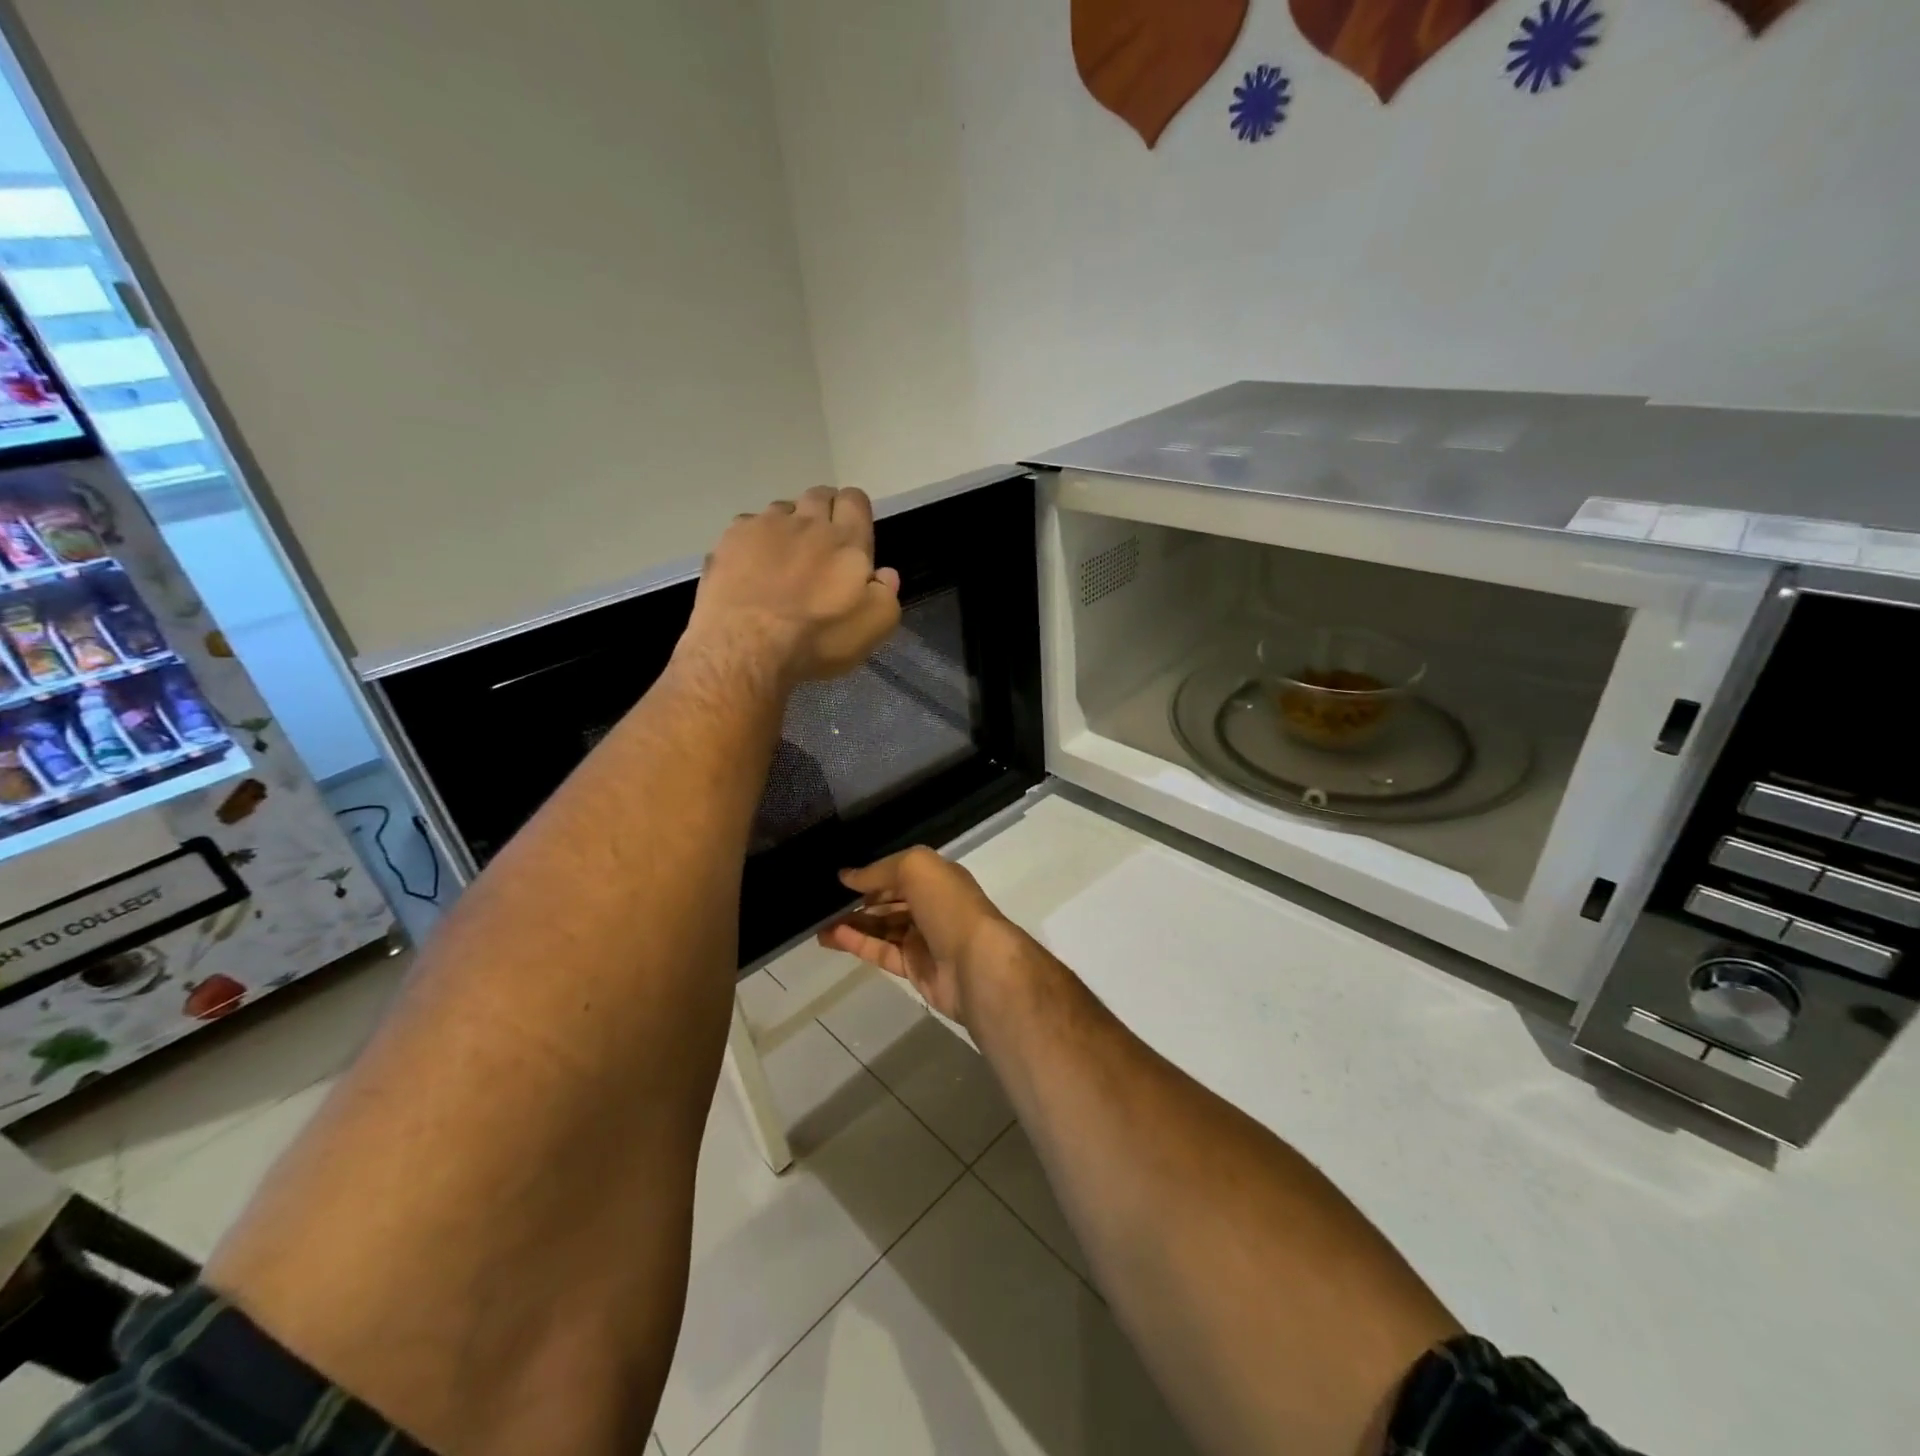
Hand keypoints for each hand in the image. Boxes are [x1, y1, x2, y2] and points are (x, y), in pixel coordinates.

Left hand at [685, 486, 901, 684]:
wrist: (747, 646)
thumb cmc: (818, 638)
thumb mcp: (874, 627)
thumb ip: (886, 594)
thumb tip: (884, 574)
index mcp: (846, 539)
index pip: (855, 500)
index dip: (855, 511)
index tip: (853, 533)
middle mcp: (806, 522)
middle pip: (818, 496)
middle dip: (823, 512)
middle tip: (821, 545)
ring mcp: (764, 526)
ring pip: (782, 509)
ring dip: (788, 526)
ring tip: (783, 557)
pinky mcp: (730, 540)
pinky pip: (747, 526)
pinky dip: (753, 541)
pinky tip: (750, 568)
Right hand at [817, 848, 1010, 1027]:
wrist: (977, 965)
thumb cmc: (950, 907)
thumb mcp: (917, 868)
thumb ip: (880, 870)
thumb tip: (847, 876)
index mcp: (938, 878)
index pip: (900, 873)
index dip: (871, 875)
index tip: (839, 879)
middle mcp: (932, 906)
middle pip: (889, 901)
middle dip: (859, 901)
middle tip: (822, 903)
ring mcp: (924, 939)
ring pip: (882, 928)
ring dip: (852, 924)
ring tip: (817, 923)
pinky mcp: (915, 968)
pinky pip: (881, 952)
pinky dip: (857, 944)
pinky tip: (832, 937)